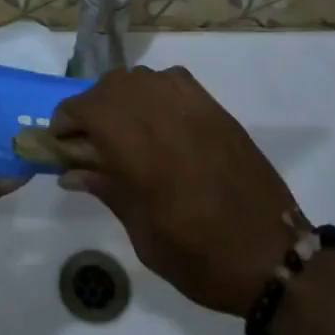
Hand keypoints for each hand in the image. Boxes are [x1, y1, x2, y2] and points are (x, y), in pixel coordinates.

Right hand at [52, 67, 296, 316]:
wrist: (274, 256)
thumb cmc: (200, 257)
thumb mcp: (143, 234)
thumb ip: (107, 190)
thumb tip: (71, 171)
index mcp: (138, 149)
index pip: (87, 109)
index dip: (65, 120)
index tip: (60, 143)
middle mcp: (161, 114)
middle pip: (110, 87)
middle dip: (90, 107)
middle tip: (87, 141)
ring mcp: (191, 105)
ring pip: (139, 78)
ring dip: (120, 96)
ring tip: (122, 129)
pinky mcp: (214, 107)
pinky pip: (171, 80)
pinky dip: (153, 91)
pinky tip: (157, 119)